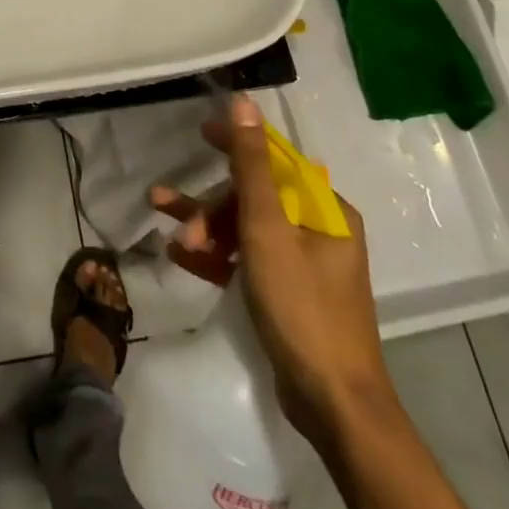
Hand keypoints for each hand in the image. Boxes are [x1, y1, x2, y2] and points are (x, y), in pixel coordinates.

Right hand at [151, 94, 393, 445]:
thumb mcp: (267, 228)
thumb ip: (251, 164)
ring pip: (246, 230)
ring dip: (209, 231)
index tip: (200, 134)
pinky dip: (219, 258)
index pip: (274, 160)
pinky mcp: (289, 295)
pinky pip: (248, 261)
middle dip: (213, 208)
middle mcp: (318, 230)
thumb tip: (244, 102)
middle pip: (254, 199)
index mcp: (324, 209)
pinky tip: (184, 260)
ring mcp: (303, 264)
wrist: (333, 405)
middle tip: (184, 227)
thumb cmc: (302, 306)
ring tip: (174, 240)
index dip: (236, 144)